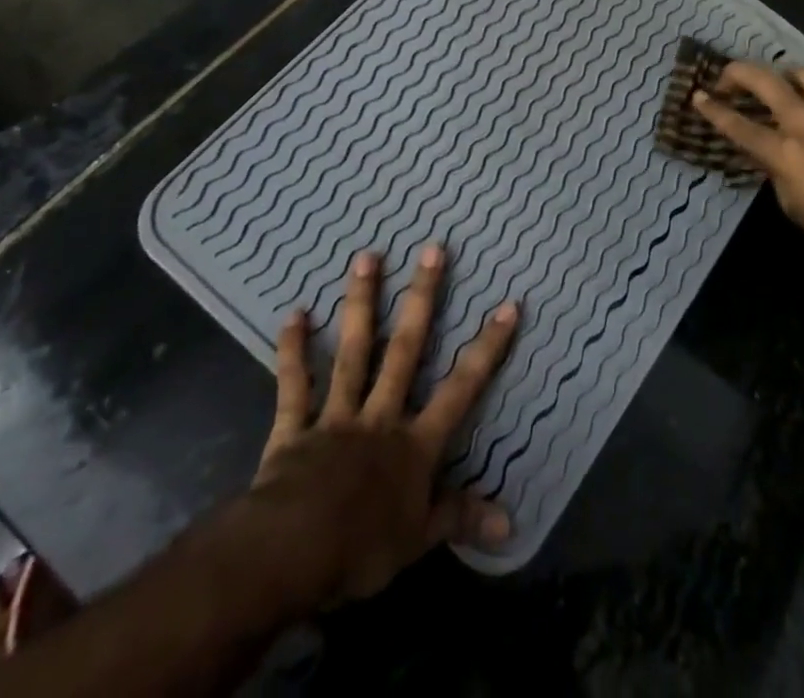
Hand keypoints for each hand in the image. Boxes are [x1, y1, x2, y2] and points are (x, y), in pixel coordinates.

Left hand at [244, 244, 518, 605]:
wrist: (292, 554)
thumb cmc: (361, 549)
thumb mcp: (419, 541)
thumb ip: (460, 520)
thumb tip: (511, 525)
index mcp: (414, 444)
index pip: (461, 389)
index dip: (487, 348)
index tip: (507, 305)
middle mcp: (380, 416)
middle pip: (406, 349)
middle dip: (422, 299)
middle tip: (432, 249)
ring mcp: (337, 416)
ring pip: (354, 351)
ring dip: (362, 303)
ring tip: (366, 256)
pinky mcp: (295, 427)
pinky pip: (295, 384)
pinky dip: (293, 350)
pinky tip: (294, 314)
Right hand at [695, 63, 803, 274]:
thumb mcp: (793, 205)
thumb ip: (776, 170)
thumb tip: (768, 152)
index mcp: (786, 153)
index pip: (738, 125)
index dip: (713, 109)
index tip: (697, 96)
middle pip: (765, 81)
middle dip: (738, 73)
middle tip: (727, 79)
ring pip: (803, 74)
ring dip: (782, 75)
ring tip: (776, 84)